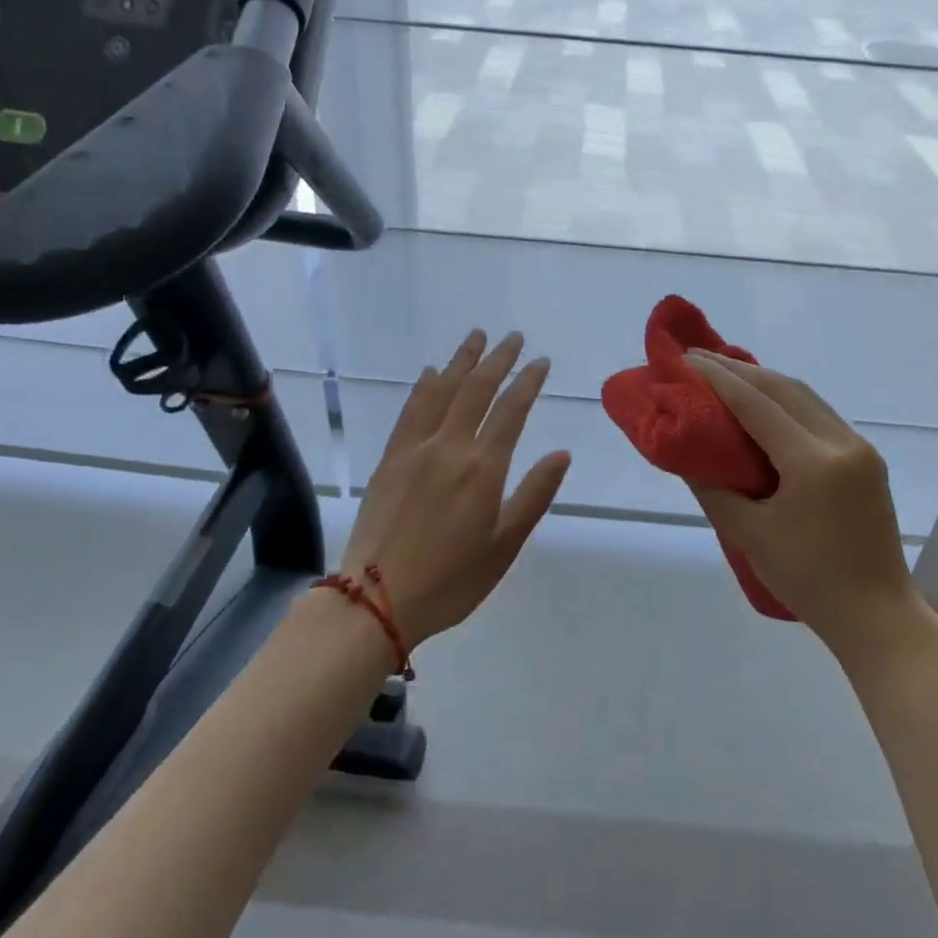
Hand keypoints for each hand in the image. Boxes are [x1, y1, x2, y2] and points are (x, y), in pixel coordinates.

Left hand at [341, 329, 570, 647]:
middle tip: (514, 337)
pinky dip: (424, 387)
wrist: (375, 600)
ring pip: (442, 391)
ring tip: (476, 337)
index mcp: (482, 468)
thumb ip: (534, 495)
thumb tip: (562, 454)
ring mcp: (415, 449)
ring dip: (461, 361)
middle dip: (498, 359)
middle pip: (477, 390)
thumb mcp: (505, 546)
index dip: (528, 382)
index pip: (511, 410)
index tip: (540, 362)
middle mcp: (449, 447)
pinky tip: (431, 373)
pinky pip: (410, 411)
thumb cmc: (451, 580)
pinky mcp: (390, 459)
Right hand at [684, 350, 937, 665]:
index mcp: (813, 462)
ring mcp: (859, 448)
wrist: (878, 617)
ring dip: (764, 381)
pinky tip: (764, 403)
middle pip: (783, 388)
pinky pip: (819, 414)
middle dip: (739, 370)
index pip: (756, 404)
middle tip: (699, 360)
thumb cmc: (808, 581)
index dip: (718, 379)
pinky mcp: (866, 459)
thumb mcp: (749, 535)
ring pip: (805, 396)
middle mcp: (841, 442)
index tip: (686, 360)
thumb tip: (687, 455)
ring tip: (726, 373)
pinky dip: (786, 400)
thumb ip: (714, 489)